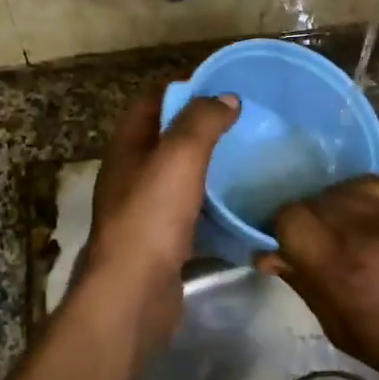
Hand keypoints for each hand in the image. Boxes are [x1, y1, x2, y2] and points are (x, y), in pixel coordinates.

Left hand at [77, 92, 238, 352]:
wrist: (133, 294)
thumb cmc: (151, 217)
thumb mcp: (179, 157)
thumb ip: (201, 122)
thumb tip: (226, 98)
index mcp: (127, 147)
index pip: (153, 101)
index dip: (186, 87)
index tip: (225, 85)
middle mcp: (131, 175)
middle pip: (168, 139)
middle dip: (203, 128)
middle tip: (247, 122)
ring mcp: (145, 211)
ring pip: (181, 178)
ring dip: (211, 168)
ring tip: (251, 158)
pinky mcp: (162, 243)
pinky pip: (192, 214)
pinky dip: (214, 207)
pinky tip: (242, 206)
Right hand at [259, 176, 378, 379]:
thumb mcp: (343, 332)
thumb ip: (305, 285)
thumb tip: (271, 256)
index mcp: (343, 268)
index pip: (289, 219)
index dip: (278, 231)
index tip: (282, 249)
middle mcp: (365, 230)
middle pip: (312, 200)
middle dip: (302, 221)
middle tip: (309, 243)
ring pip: (339, 189)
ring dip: (328, 206)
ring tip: (337, 229)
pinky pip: (371, 185)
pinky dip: (356, 197)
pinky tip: (361, 216)